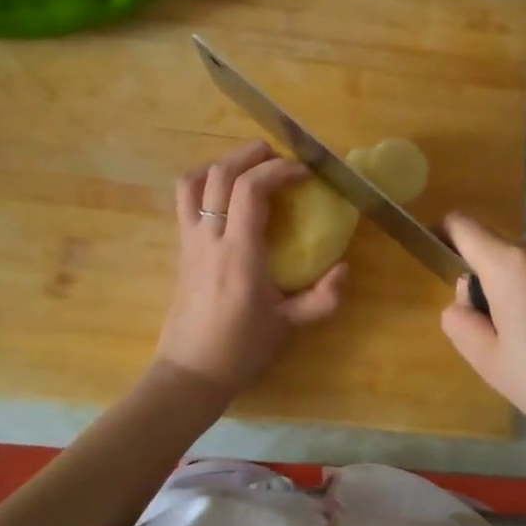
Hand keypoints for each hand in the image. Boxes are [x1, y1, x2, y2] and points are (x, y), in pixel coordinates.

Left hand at [157, 142, 346, 392]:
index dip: (278, 170)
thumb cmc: (241, 348)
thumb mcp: (289, 325)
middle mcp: (209, 237)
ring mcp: (190, 240)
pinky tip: (226, 196)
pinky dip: (204, 183)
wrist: (190, 371)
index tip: (304, 173)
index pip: (250, 189)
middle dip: (251, 155)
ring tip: (250, 168)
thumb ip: (322, 298)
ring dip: (222, 163)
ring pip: (194, 181)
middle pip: (220, 173)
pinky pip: (185, 201)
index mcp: (239, 252)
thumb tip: (345, 269)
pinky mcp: (181, 248)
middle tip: (280, 158)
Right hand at [439, 214, 525, 473]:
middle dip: (488, 286)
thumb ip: (460, 321)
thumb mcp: (488, 361)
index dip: (443, 234)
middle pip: (500, 255)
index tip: (438, 258)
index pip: (464, 226)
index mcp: (512, 265)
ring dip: (522, 298)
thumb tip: (467, 298)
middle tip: (499, 341)